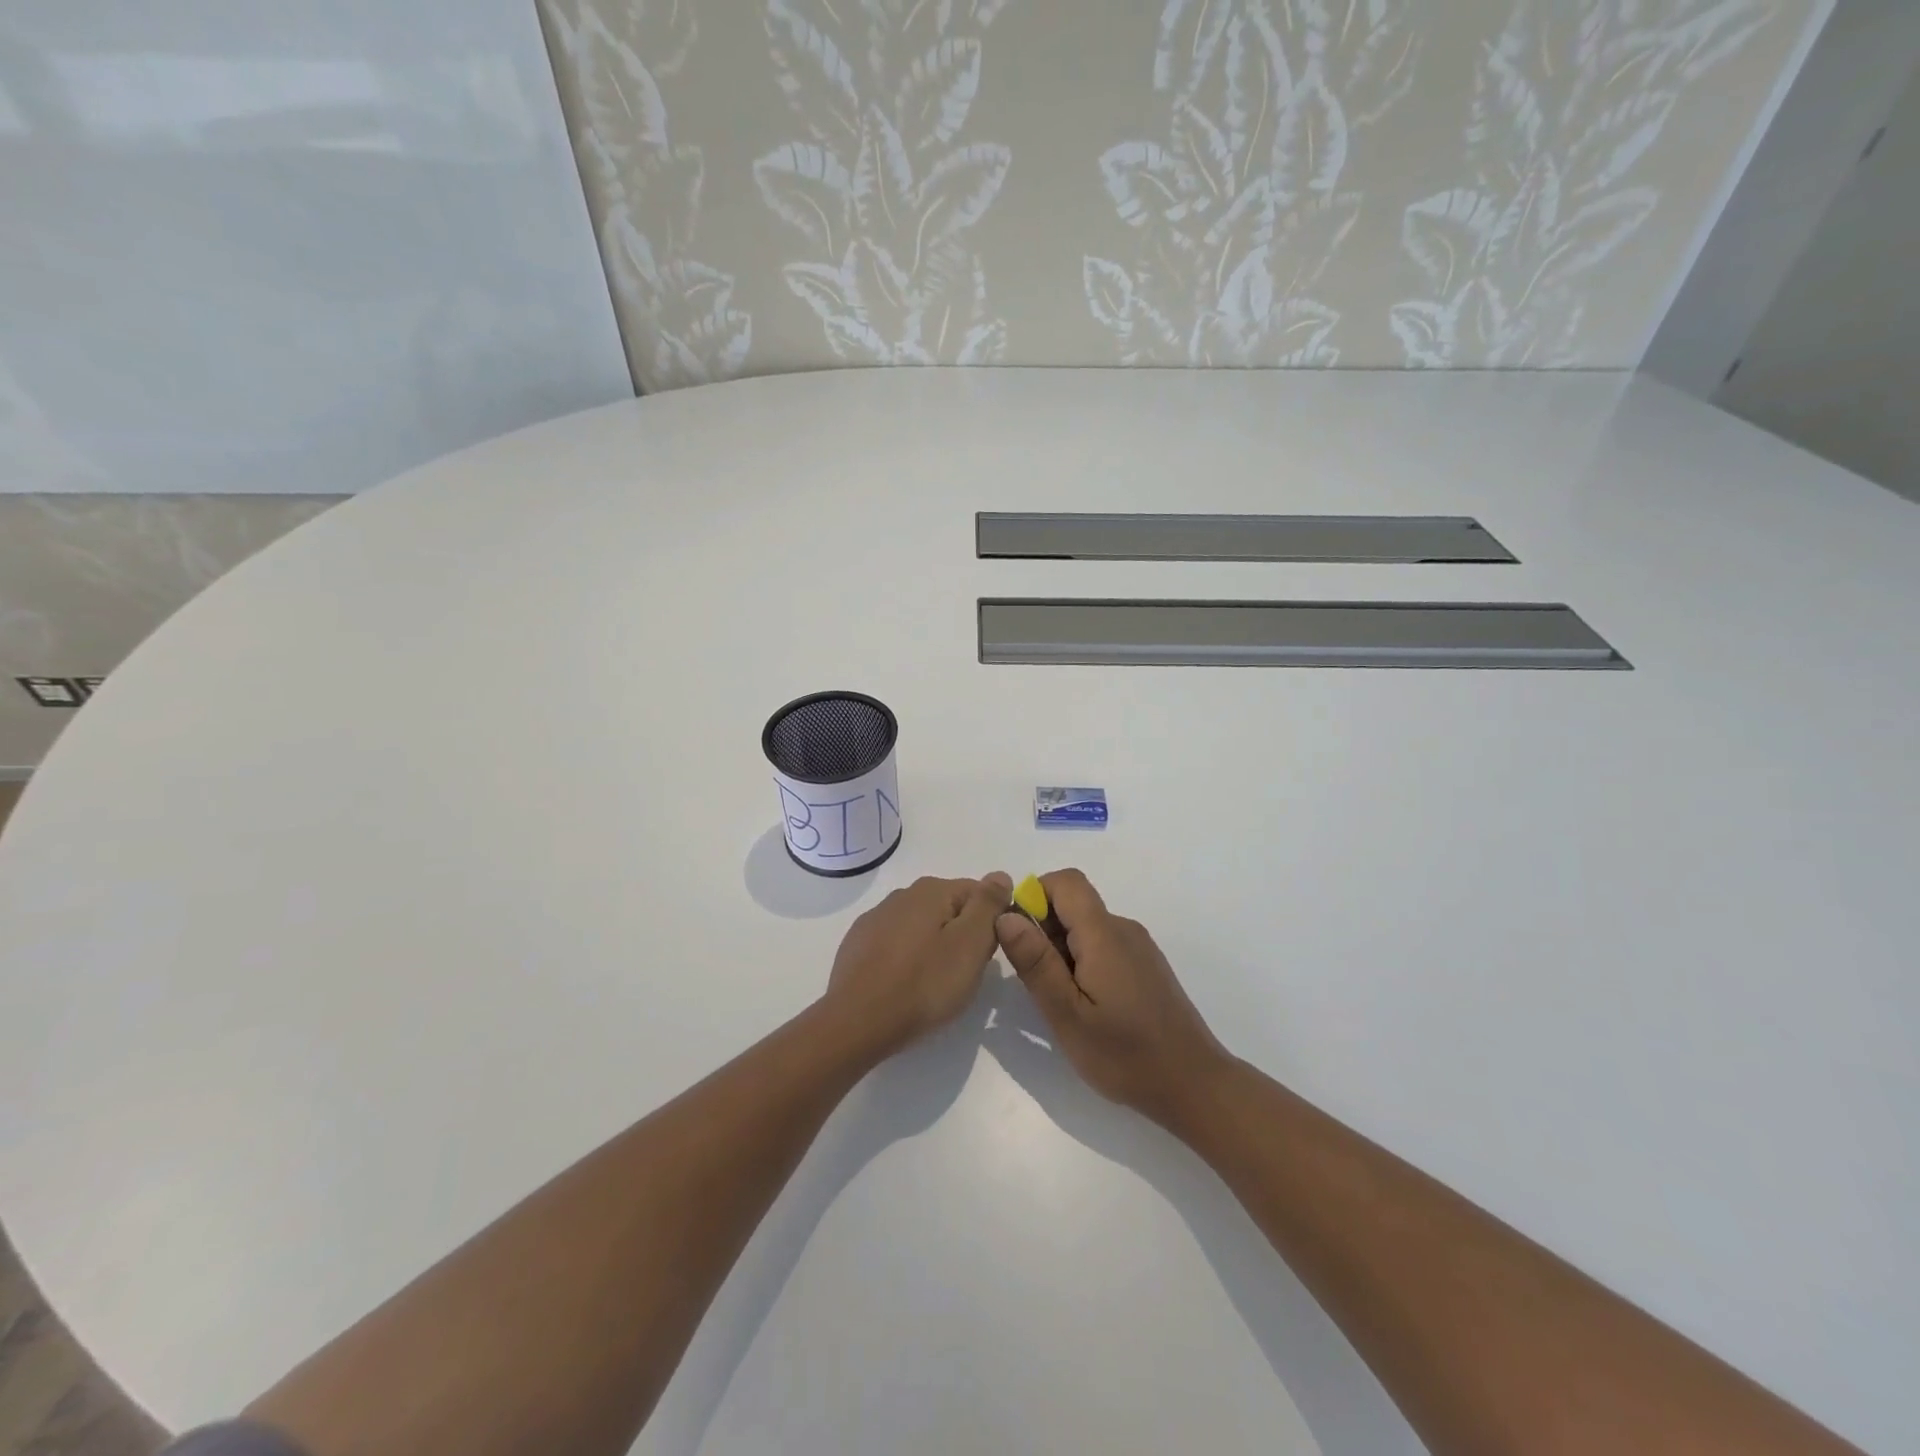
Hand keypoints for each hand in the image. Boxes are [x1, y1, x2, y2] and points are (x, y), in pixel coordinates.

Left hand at [824, 873, 1012, 1057]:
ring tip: (935, 983)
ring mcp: (875, 919)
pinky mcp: (858, 945)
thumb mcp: (970, 944)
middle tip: (965, 973)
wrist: (857, 1022)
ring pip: (921, 926)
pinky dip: (907, 958)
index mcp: (931, 890)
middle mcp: (902, 895)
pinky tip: (905, 984)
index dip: (991, 923)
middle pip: (949, 909)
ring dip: (934, 946)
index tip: (987, 956)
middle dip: (963, 935)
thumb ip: (988, 905)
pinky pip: (895, 944)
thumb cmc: (923, 984)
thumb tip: (1000, 875)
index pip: (978, 893)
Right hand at [996, 869, 1229, 1128]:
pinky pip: (1104, 945)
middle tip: (1037, 982)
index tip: (1019, 938)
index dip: (1034, 896)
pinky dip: (1083, 962)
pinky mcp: (1146, 966)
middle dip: (1044, 930)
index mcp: (1103, 934)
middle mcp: (1123, 929)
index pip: (1065, 881)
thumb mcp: (1067, 1014)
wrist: (1195, 1086)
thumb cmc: (1126, 1055)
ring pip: (1087, 927)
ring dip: (1062, 950)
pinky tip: (1087, 1006)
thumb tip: (1007, 916)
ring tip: (1061, 1001)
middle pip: (1074, 904)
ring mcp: (1138, 947)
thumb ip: (1036, 962)